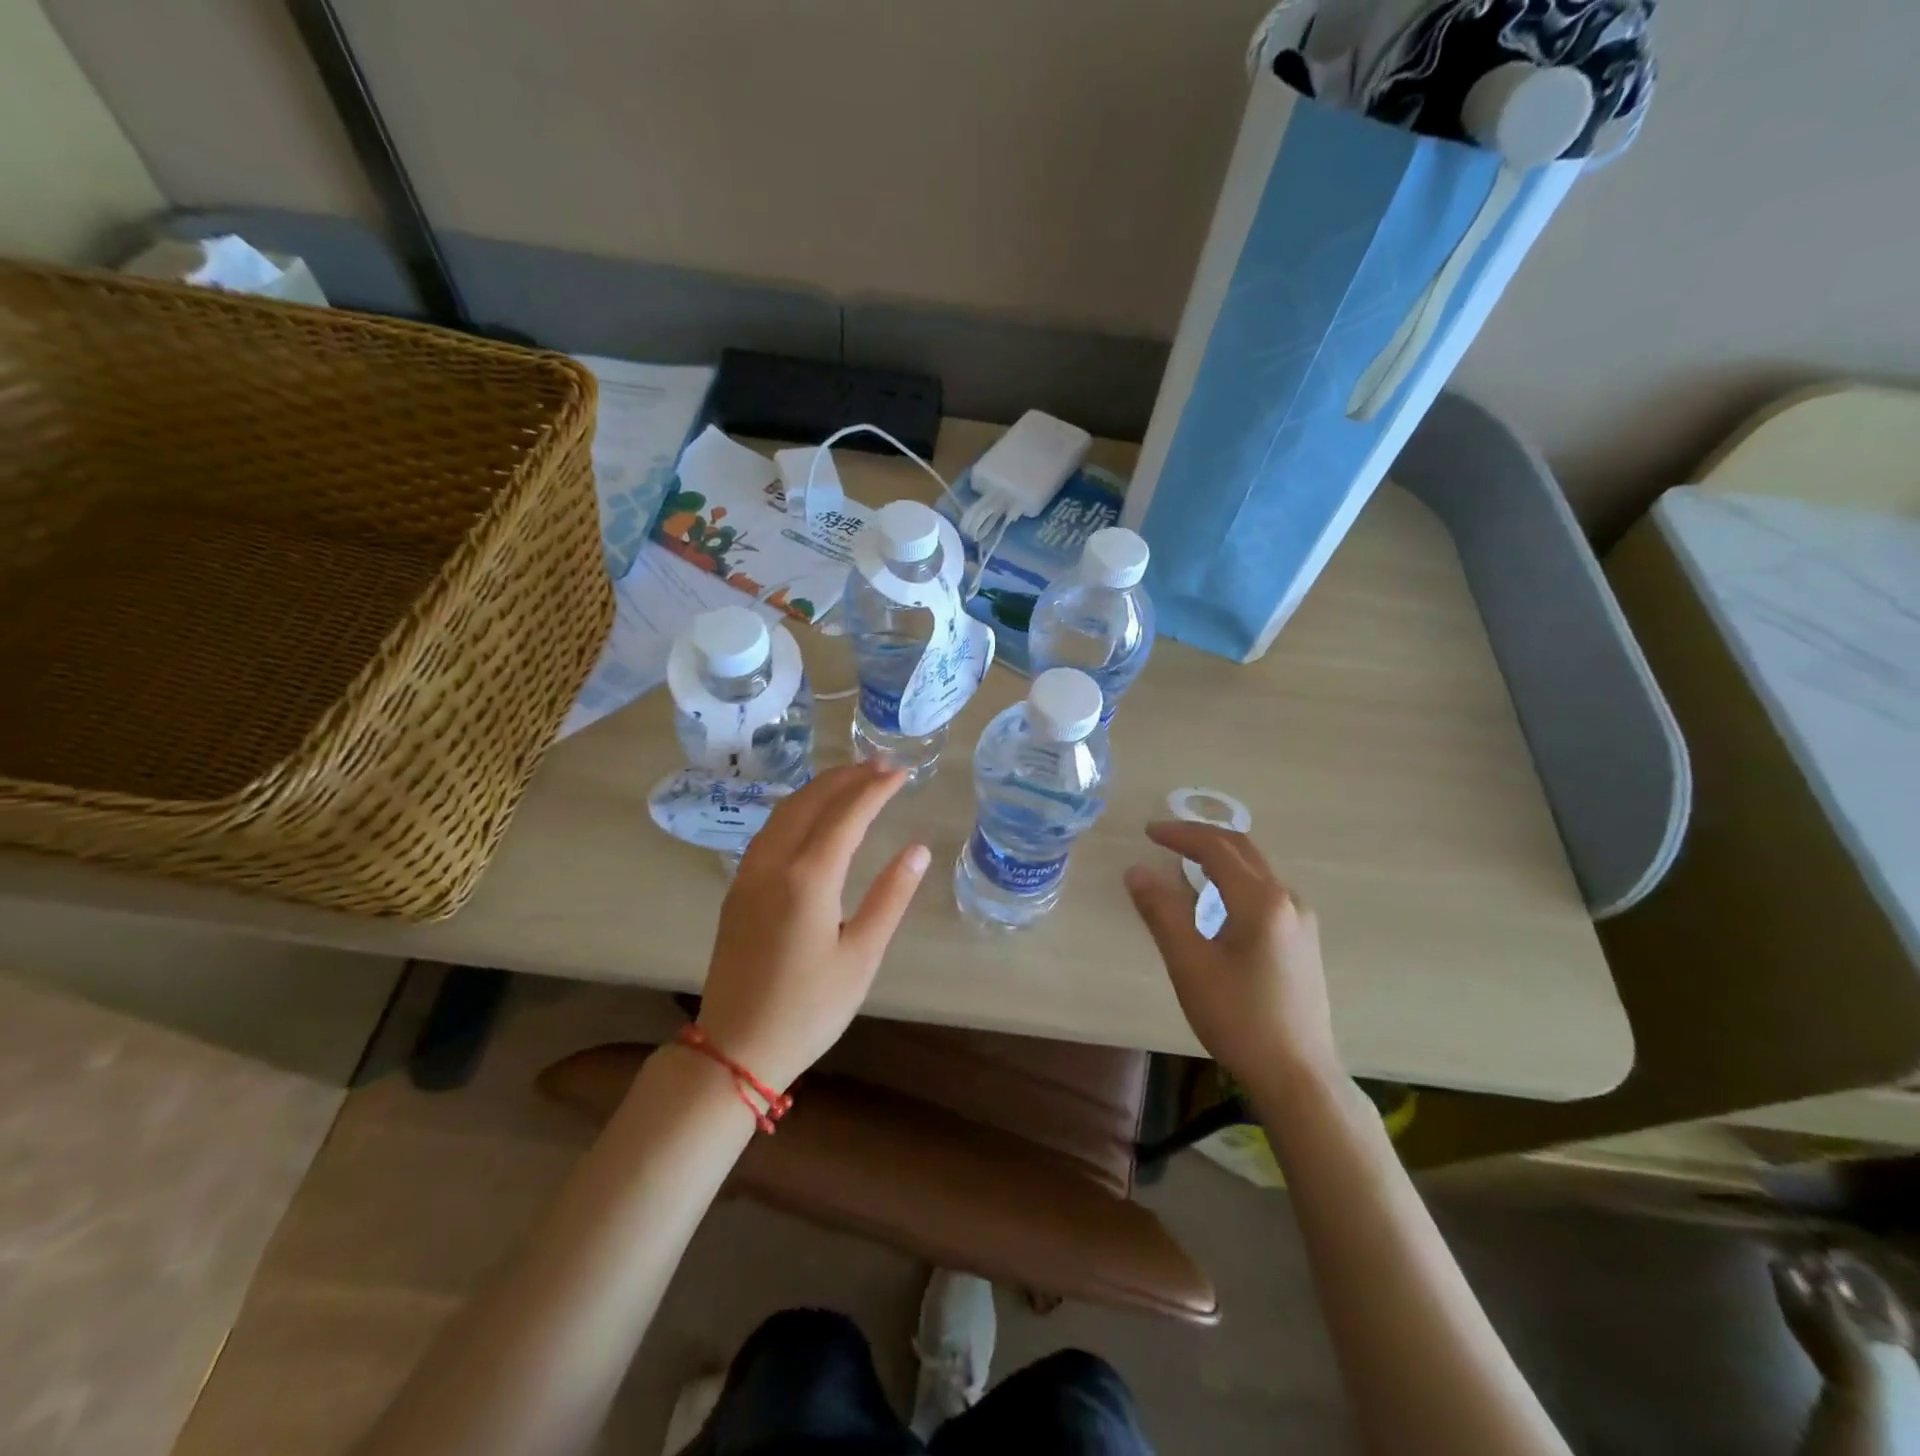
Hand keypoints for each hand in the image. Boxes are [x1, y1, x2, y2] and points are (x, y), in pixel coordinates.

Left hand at [695, 762, 929, 1091]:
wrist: (735, 1047)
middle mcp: (774, 863)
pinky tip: (812, 815)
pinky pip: (770, 830)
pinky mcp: (738, 889)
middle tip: (882, 764)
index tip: (903, 772)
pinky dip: (798, 808)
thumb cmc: (809, 1008)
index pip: (848, 814)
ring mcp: (749, 874)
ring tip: (852, 778)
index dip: (877, 789)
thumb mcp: (861, 957)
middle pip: (812, 800)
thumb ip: (890, 897)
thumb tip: (917, 850)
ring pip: (785, 811)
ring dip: (820, 788)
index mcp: (808, 878)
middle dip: (848, 777)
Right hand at [1124, 821, 1337, 1085]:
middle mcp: (1288, 900)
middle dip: (1201, 838)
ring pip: (1256, 870)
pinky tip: (1216, 902)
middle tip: (1164, 838)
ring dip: (1219, 858)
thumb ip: (1162, 912)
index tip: (1148, 832)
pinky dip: (1234, 880)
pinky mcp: (1303, 941)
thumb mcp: (1190, 965)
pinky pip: (1264, 891)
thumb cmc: (1239, 1019)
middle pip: (1242, 851)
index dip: (1180, 834)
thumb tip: (1137, 871)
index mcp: (1262, 901)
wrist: (1298, 1076)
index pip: (1216, 849)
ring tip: (1183, 864)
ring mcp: (1301, 920)